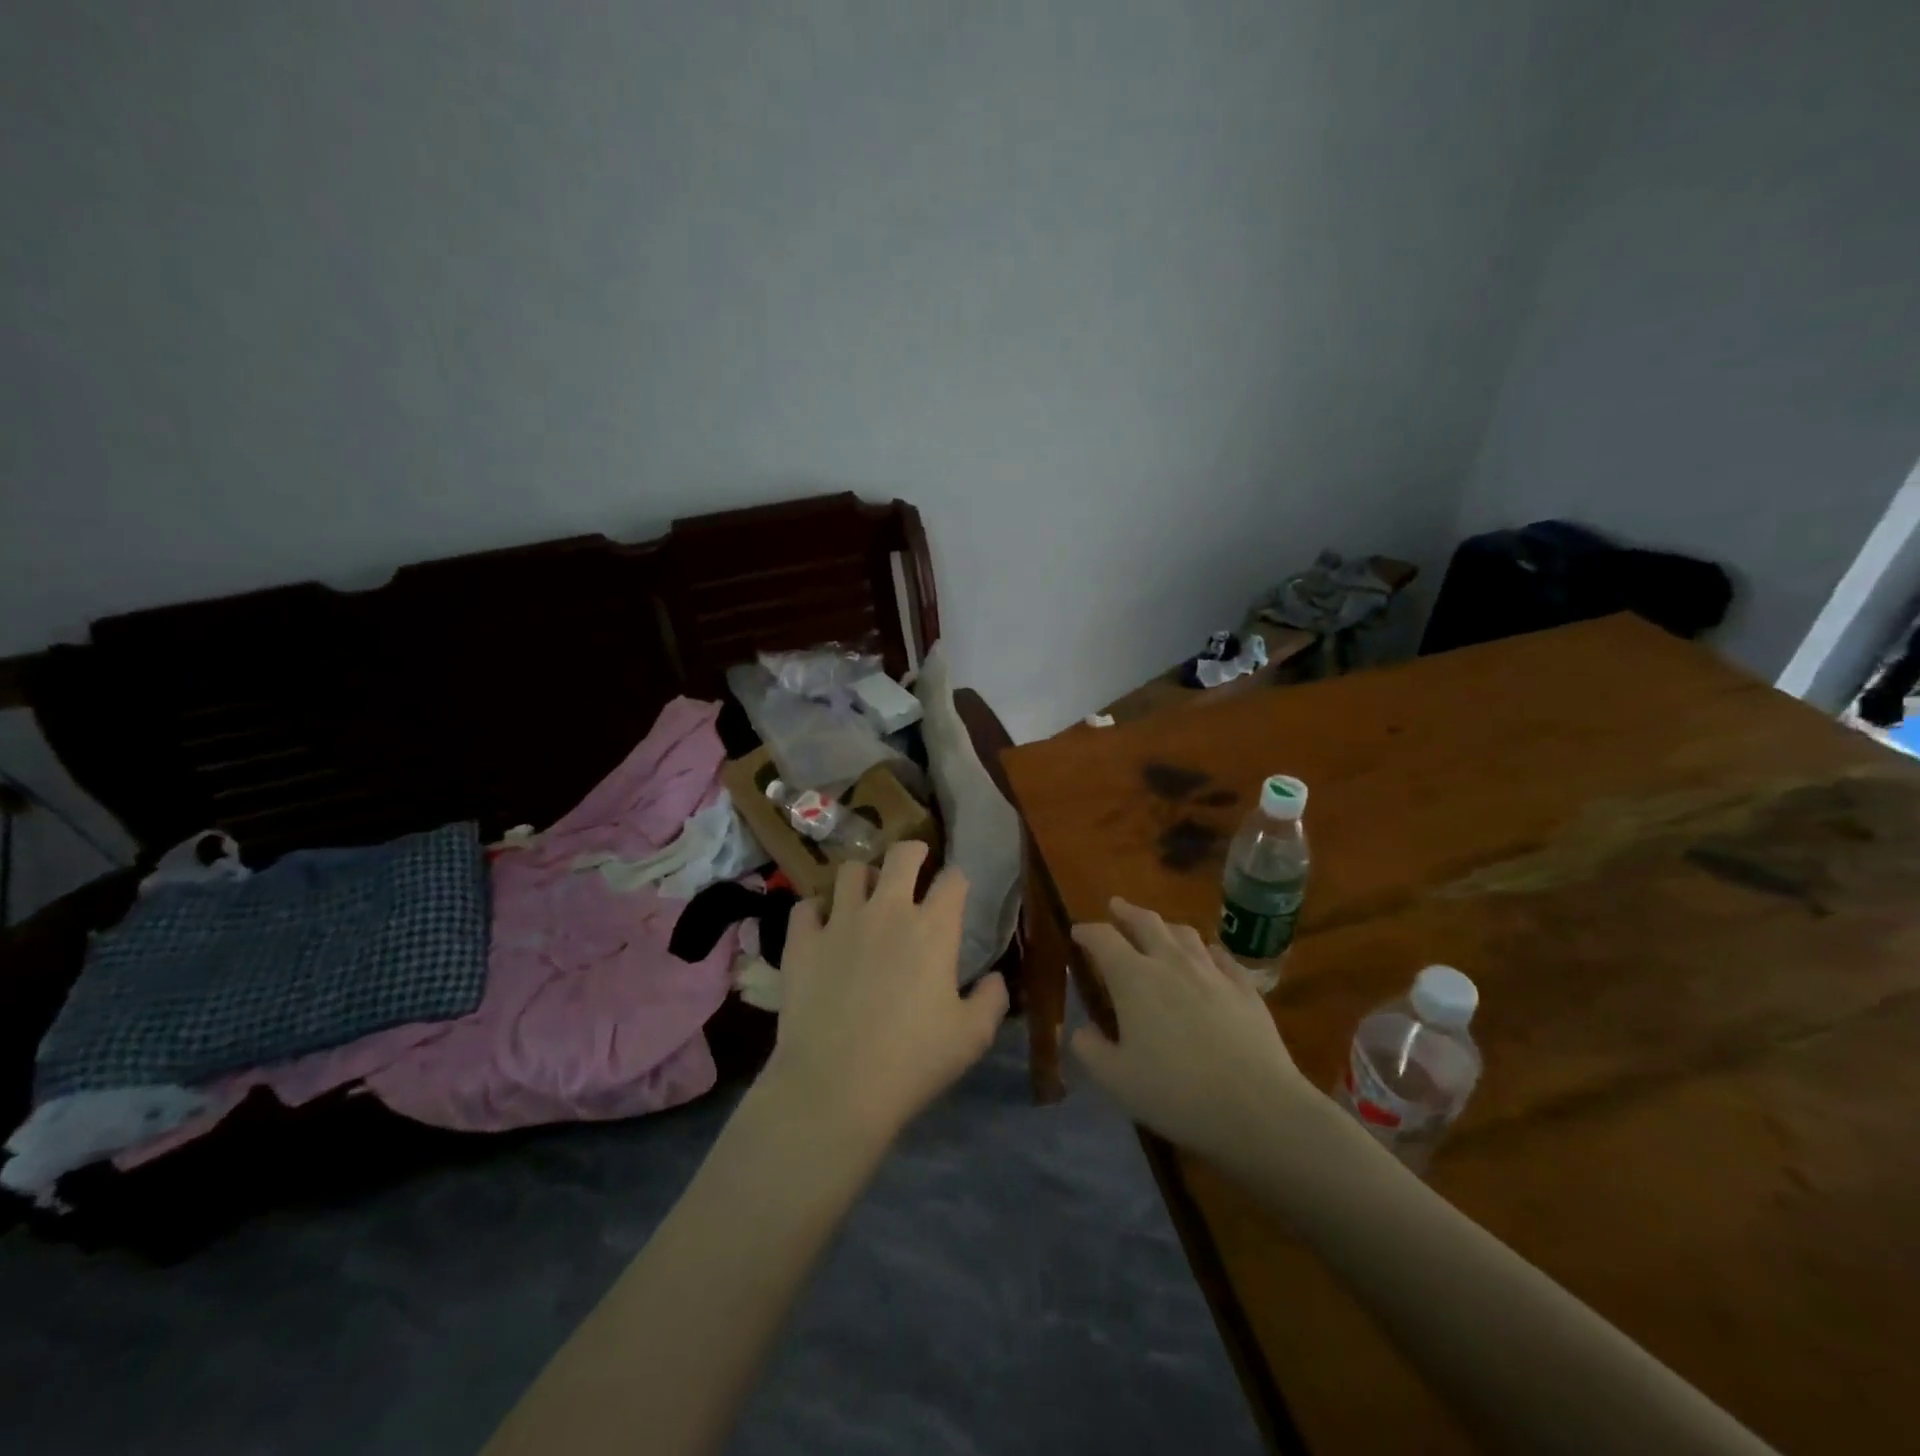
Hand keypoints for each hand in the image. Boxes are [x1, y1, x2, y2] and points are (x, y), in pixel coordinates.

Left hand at [761, 842, 1008, 1149]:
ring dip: (863, 877)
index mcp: (933, 928)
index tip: (956, 889)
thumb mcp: (972, 1038)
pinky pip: (806, 906)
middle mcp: (888, 911)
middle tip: (914, 863)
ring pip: (851, 871)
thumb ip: (992, 1000)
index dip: (957, 879)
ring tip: (865, 894)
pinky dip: (815, 911)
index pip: (953, 880)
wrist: (835, 1086)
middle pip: (902, 855)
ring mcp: (840, 922)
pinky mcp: (802, 941)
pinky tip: (821, 926)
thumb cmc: (913, 1062)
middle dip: (913, 851)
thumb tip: (996, 978)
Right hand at [1070, 898, 1317, 1165]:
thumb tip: (1080, 1030)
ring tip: (1158, 930)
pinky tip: (1207, 958)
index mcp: (1133, 978)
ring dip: (1165, 926)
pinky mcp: (1245, 987)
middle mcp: (1171, 962)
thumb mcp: (1117, 1080)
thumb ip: (1090, 1050)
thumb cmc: (1177, 1092)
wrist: (1259, 1106)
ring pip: (1184, 933)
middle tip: (1116, 907)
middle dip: (1126, 912)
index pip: (1102, 938)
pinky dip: (1205, 951)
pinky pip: (1220, 956)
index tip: (1077, 932)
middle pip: (1145, 922)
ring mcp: (1212, 971)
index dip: (1087, 931)